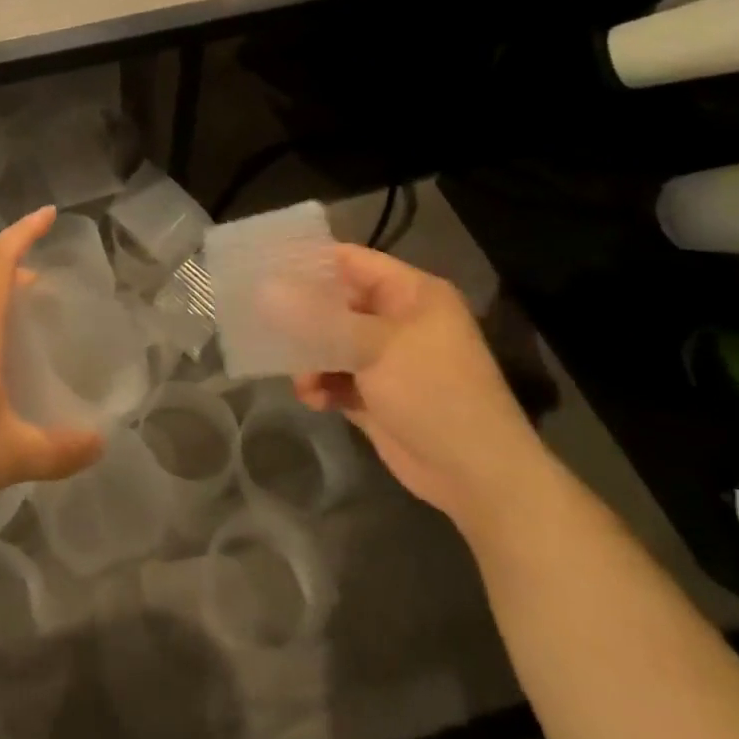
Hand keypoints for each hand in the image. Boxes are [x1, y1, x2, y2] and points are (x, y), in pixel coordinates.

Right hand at [294, 245, 553, 539]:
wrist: (478, 476)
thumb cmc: (434, 393)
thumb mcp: (375, 347)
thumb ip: (319, 319)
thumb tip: (267, 292)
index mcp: (411, 294)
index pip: (352, 262)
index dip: (310, 262)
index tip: (265, 267)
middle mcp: (398, 319)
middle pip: (337, 303)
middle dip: (302, 315)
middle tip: (261, 318)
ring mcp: (387, 359)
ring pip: (331, 343)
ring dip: (310, 358)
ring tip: (300, 378)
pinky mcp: (377, 394)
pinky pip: (337, 377)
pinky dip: (322, 385)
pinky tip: (312, 399)